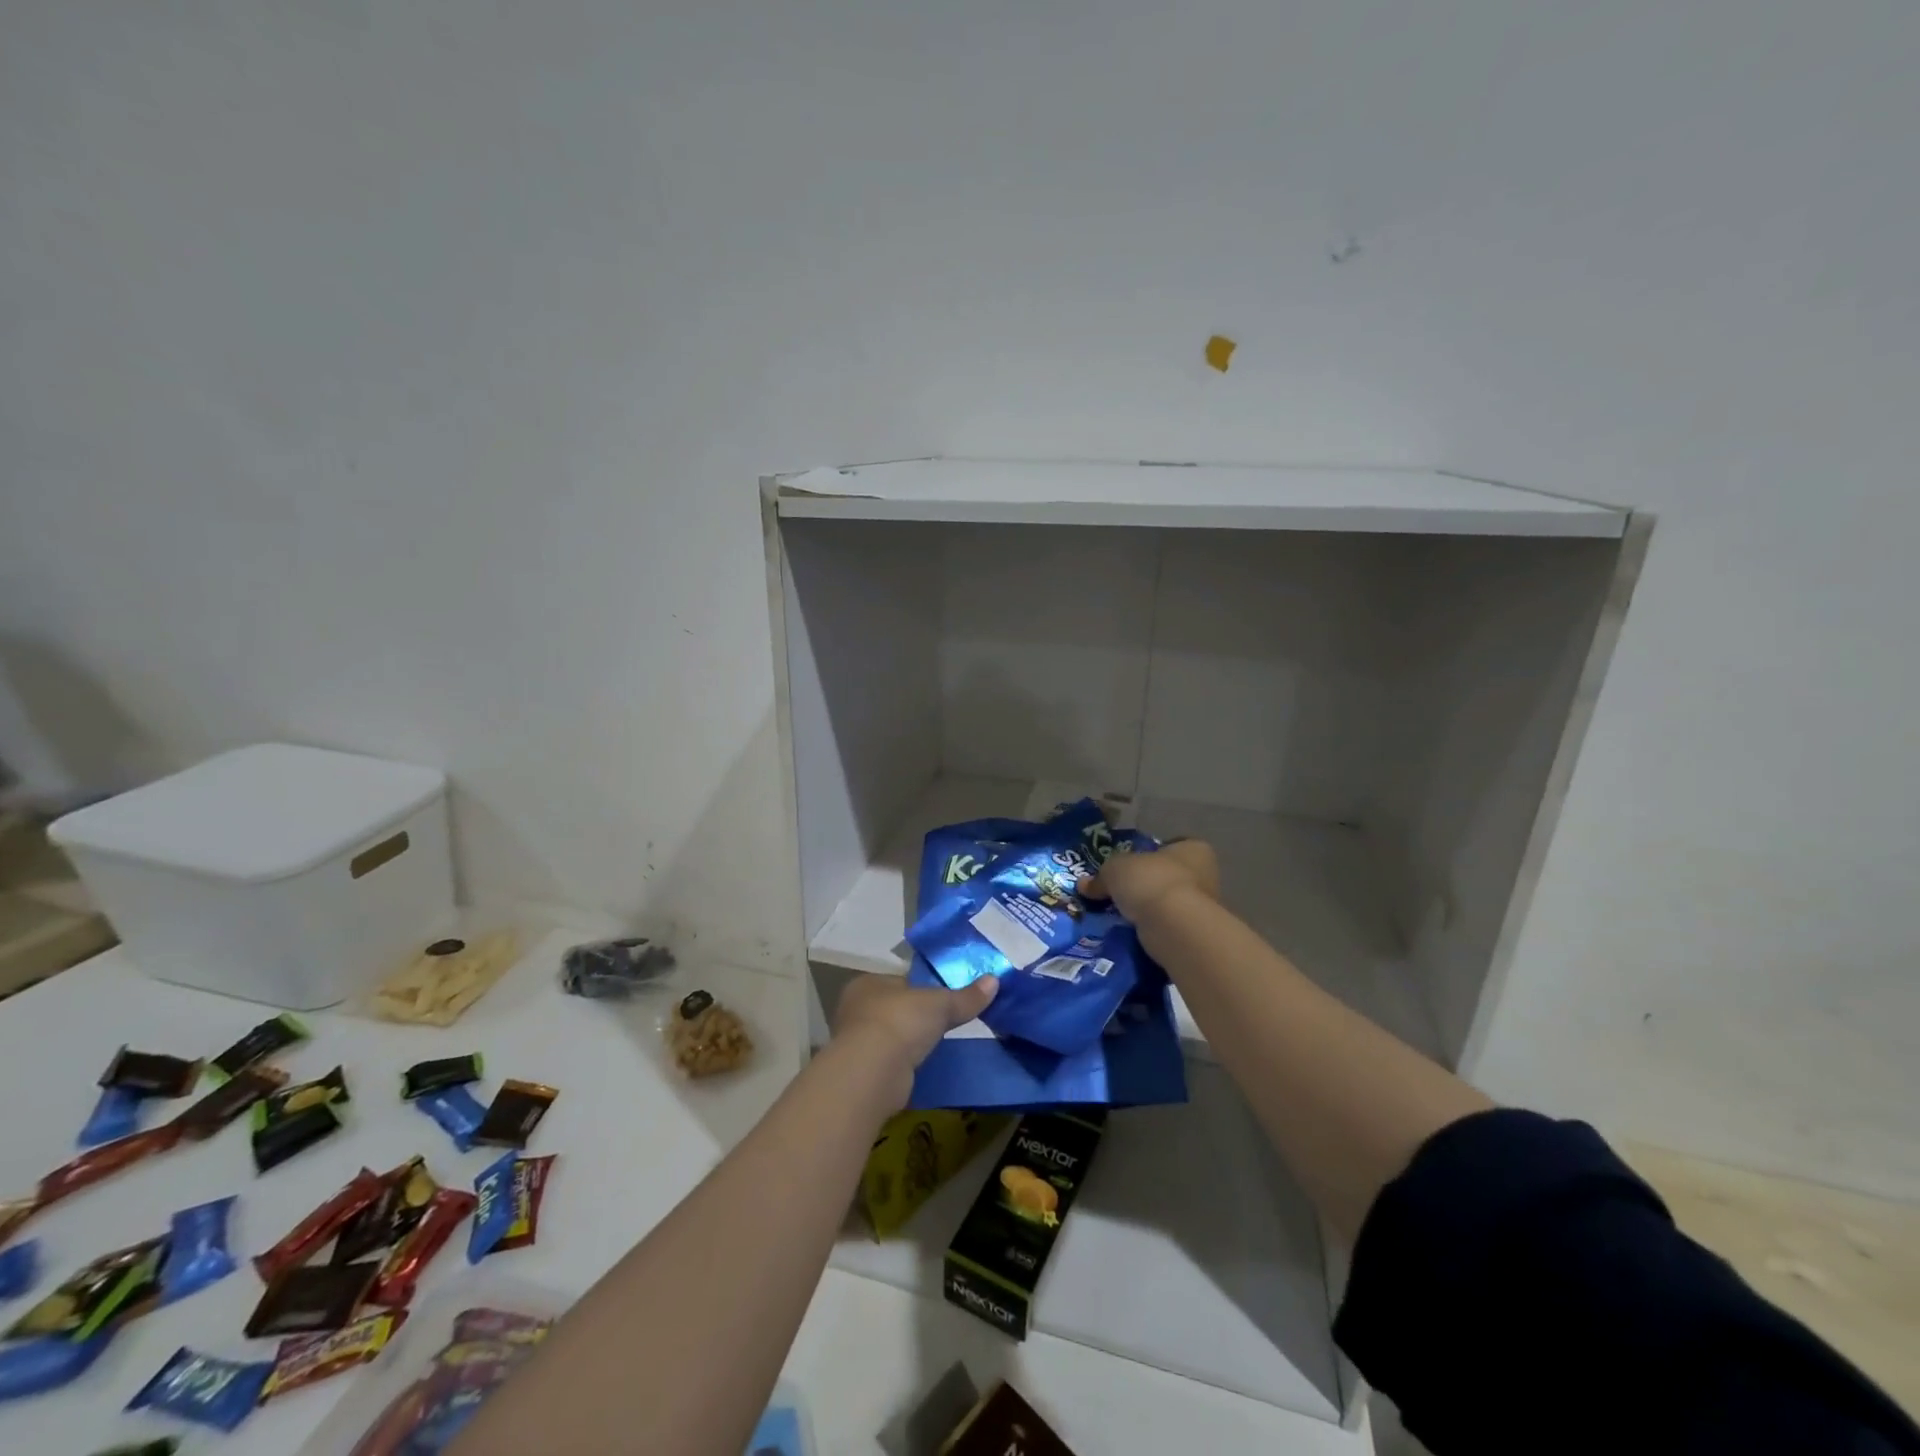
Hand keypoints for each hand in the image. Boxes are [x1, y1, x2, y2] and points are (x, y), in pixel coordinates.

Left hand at [832, 972, 997, 1103]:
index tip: (945, 997)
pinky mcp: (864, 1073)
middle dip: (917, 1017)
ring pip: (893, 1037)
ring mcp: (857, 1043)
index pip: (900, 981)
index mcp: (868, 984)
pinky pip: (892, 1062)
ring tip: (939, 1046)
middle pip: (896, 1008)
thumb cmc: (901, 1021)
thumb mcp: (940, 1004)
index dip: (923, 987)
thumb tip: (995, 980)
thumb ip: (965, 996)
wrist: (873, 1072)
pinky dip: (906, 1064)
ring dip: (911, 1042)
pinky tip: (925, 1067)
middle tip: (945, 1022)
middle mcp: (856, 1010)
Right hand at [1082, 837, 1219, 922]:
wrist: (1174, 927)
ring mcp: (1203, 907)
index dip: (1146, 854)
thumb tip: (1084, 885)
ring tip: (1118, 915)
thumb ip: (1100, 876)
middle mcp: (1205, 875)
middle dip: (1144, 885)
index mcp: (1193, 849)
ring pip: (1166, 904)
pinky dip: (1150, 929)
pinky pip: (1166, 927)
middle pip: (1167, 876)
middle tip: (1117, 893)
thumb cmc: (1150, 881)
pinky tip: (1130, 932)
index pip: (1169, 846)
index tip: (1126, 867)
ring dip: (1147, 909)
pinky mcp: (1194, 934)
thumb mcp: (1115, 869)